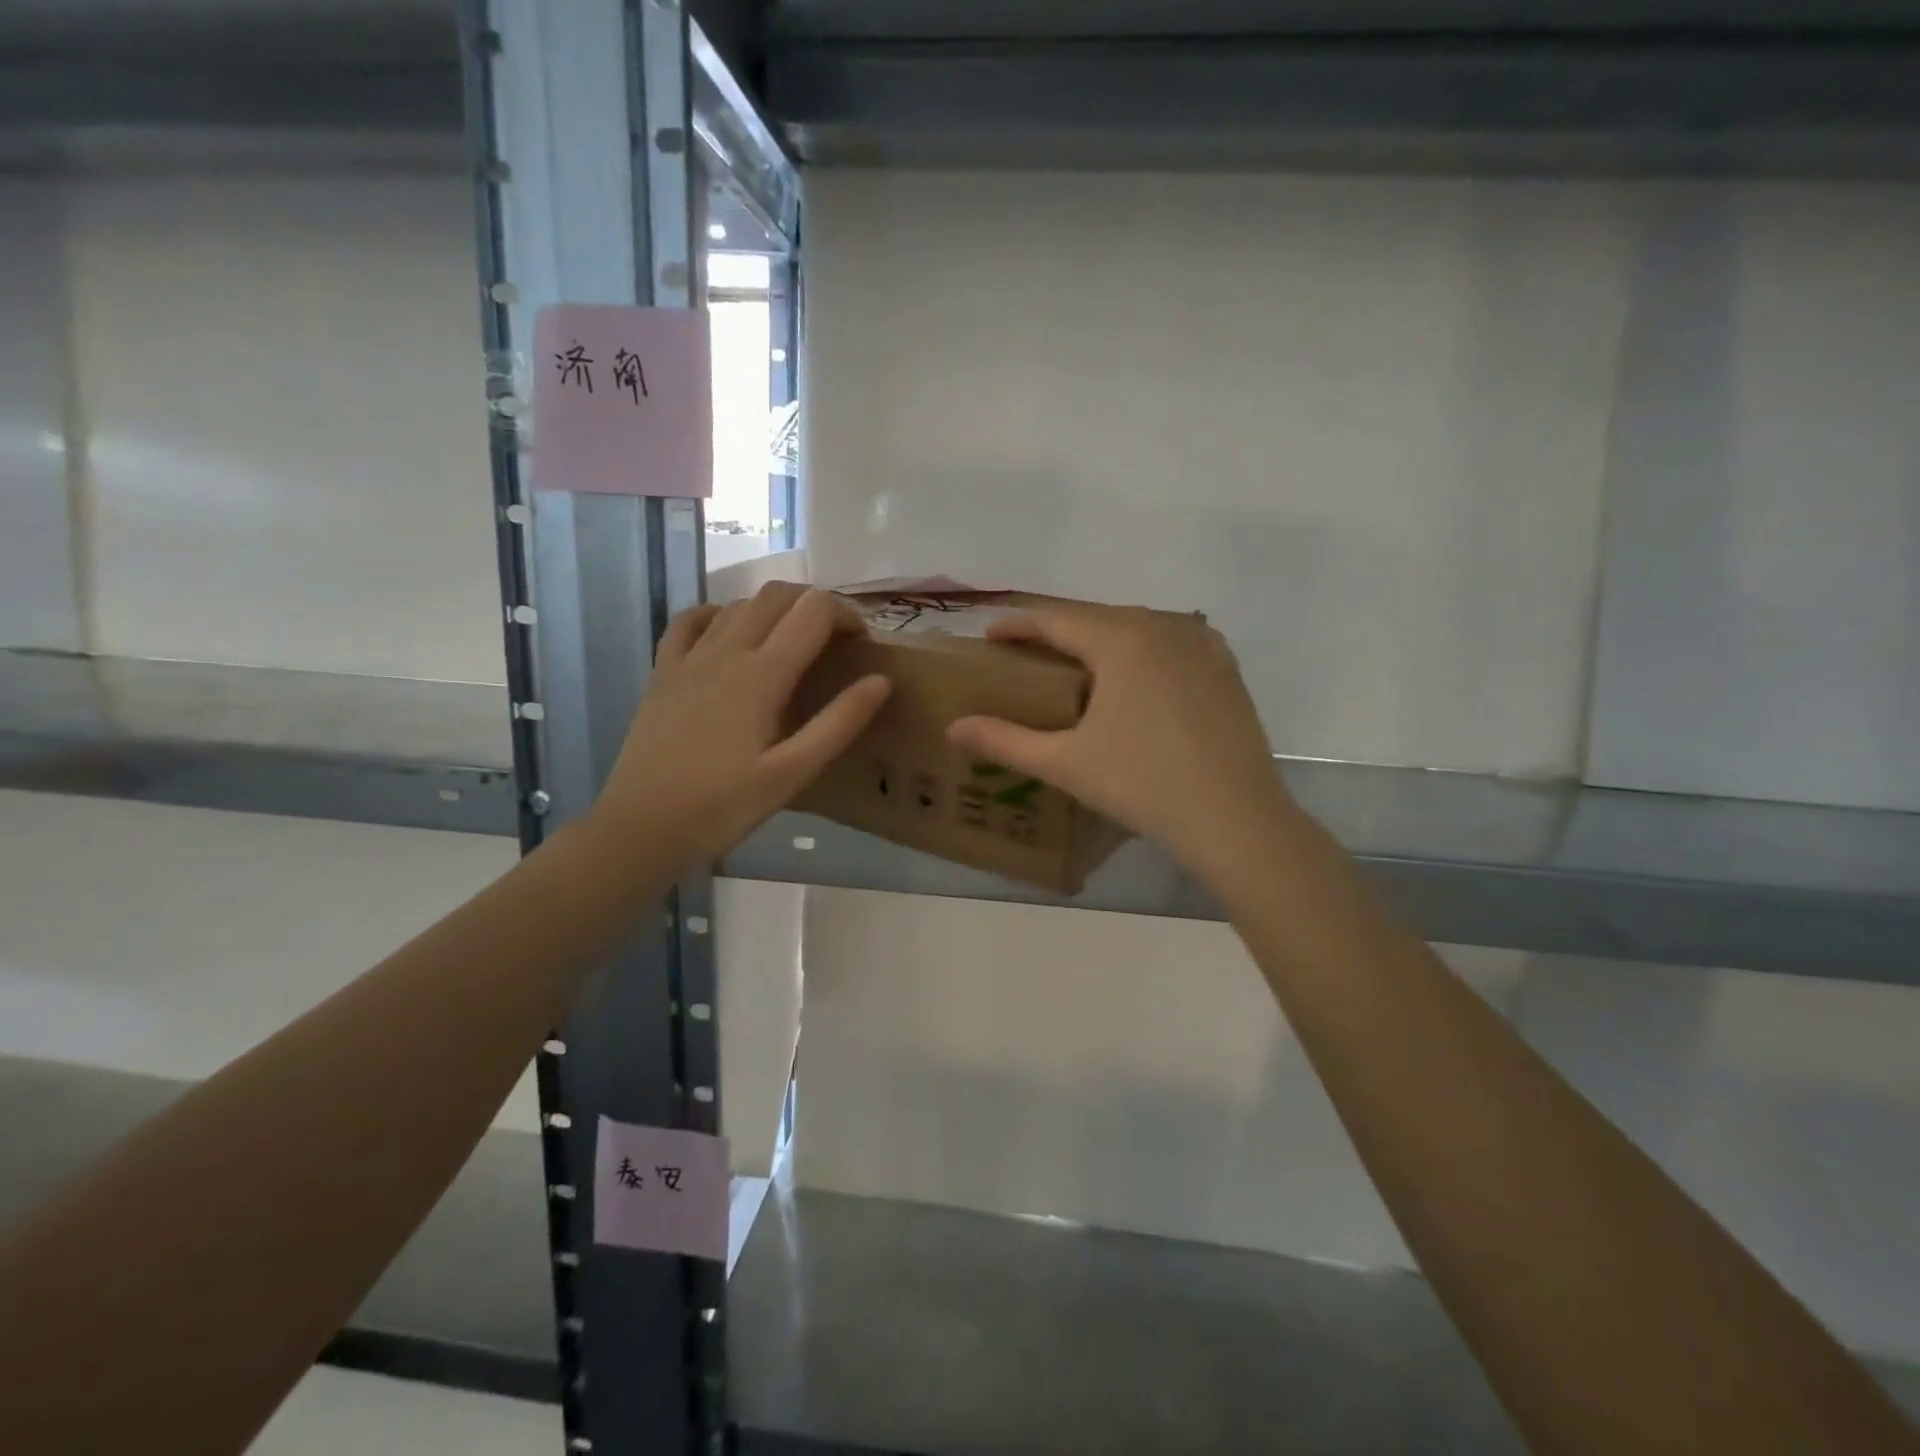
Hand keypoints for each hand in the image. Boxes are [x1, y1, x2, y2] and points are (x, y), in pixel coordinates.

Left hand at [592, 584, 889, 873]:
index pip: (813, 611)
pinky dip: (719, 614)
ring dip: (774, 610)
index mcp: (762, 674)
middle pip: (776, 596)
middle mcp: (725, 651)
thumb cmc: (724, 807)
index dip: (846, 616)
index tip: (862, 645)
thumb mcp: (792, 773)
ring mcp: (688, 658)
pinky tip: (730, 635)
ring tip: (793, 644)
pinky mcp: (663, 673)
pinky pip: (690, 621)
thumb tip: (881, 680)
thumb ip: (839, 723)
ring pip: (738, 604)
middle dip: (814, 605)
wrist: (641, 827)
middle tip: (835, 642)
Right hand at [946, 605, 1302, 891]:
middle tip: (1026, 652)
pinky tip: (1138, 673)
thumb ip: (1005, 741)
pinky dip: (1144, 651)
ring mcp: (1201, 645)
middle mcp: (1162, 627)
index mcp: (1120, 639)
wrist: (1235, 819)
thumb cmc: (1142, 785)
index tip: (989, 634)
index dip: (1017, 625)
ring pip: (1137, 628)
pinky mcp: (1226, 669)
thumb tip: (953, 729)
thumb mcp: (1066, 763)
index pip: (1055, 619)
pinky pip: (1173, 643)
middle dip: (1058, 631)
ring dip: (1102, 638)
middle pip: (1096, 618)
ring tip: (1078, 663)